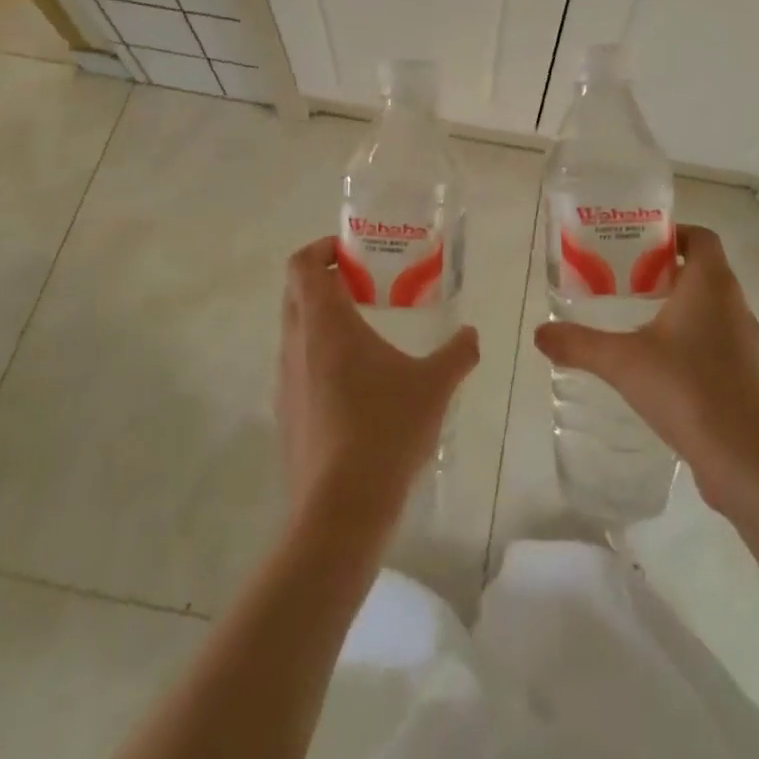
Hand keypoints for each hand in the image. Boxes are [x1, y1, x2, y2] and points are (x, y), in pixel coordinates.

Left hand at [277, 237, 479, 538]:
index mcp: (327, 324)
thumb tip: (472, 335)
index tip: (351, 252)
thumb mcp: (434, 386)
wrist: (341, 509)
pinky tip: (356, 384)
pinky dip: (319, 356)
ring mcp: (286, 381)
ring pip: (295, 331)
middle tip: (365, 286)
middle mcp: (298, 344)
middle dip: (325, 281)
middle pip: (296, 293)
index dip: (321, 249)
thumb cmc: (386, 429)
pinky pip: (298, 366)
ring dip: (322, 320)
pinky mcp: (286, 413)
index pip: (303, 265)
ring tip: (365, 333)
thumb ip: (457, 353)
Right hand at [534, 224, 758, 519]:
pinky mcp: (744, 375)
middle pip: (700, 269)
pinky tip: (656, 364)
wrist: (752, 461)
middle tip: (621, 278)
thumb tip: (540, 333)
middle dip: (662, 270)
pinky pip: (713, 339)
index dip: (670, 233)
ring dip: (675, 305)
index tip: (634, 244)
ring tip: (632, 318)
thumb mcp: (624, 363)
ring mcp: (743, 342)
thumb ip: (580, 344)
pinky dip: (687, 338)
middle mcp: (732, 304)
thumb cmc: (690, 390)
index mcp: (710, 284)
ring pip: (708, 306)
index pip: (699, 237)